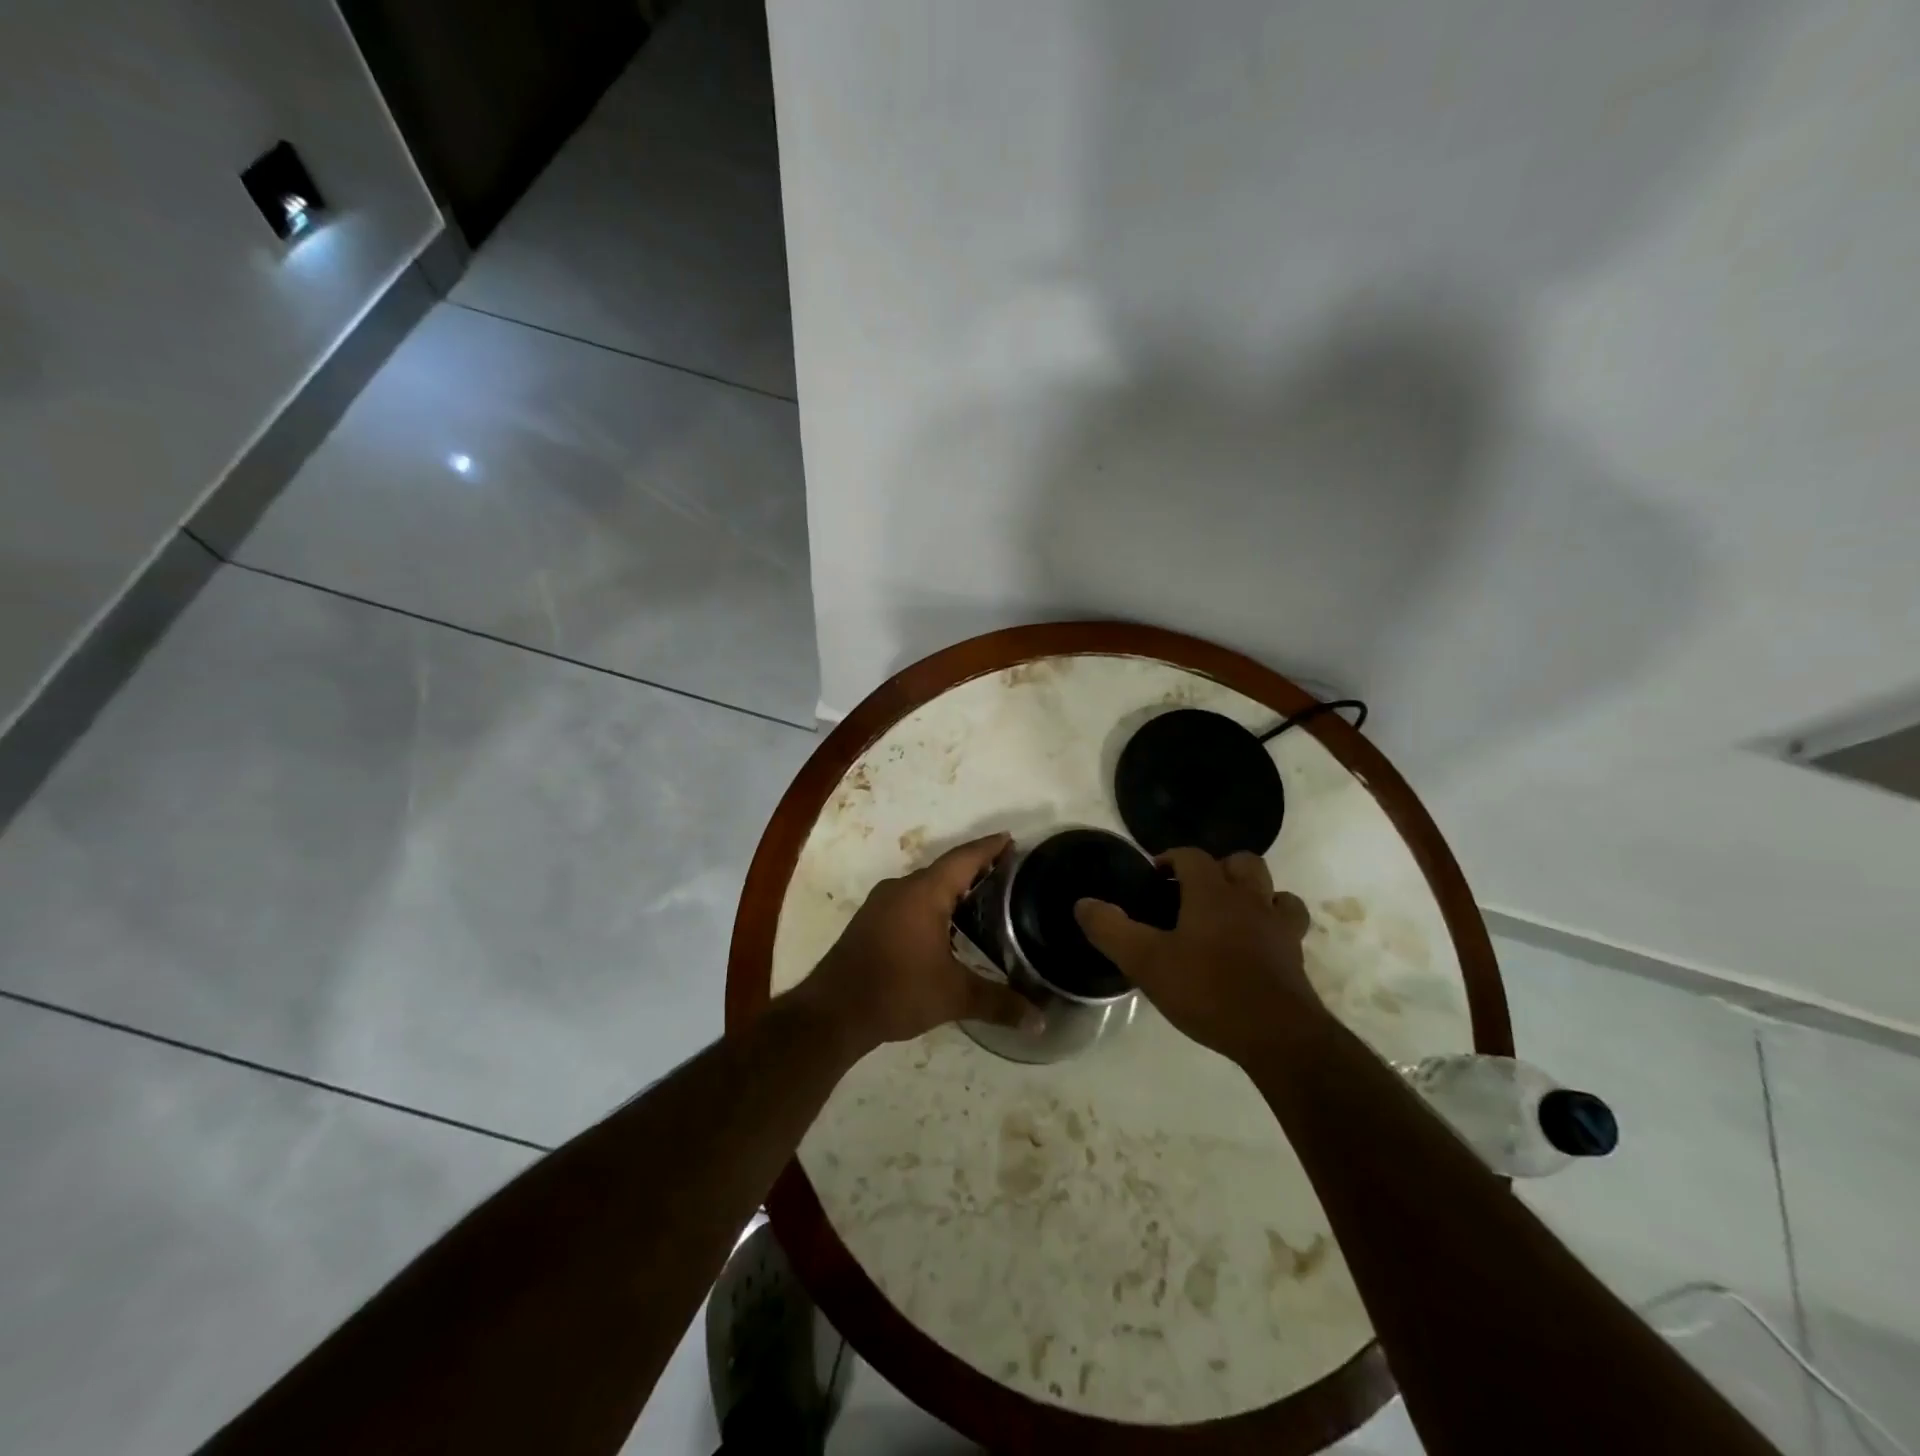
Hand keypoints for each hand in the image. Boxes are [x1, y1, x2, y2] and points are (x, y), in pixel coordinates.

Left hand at [802, 833, 1037, 1052]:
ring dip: (951, 888)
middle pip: (945, 869)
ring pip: (925, 886)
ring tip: (982, 899)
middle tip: (1006, 873)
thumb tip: (1040, 1020)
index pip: (964, 858)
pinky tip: (946, 927)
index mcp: (924, 893)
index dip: (989, 847)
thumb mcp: (954, 997)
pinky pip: (909, 901)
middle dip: (974, 868)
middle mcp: (901, 888)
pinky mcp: (870, 921)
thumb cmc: (897, 991)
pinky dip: (932, 904)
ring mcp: (881, 904)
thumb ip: (998, 1003)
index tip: (1012, 839)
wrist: (832, 1012)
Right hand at [1075, 847, 1319, 1064]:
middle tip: (1194, 892)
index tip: (1154, 875)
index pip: (1192, 856)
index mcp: (1212, 893)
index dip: (1171, 858)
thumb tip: (1083, 904)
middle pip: (1241, 862)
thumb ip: (1111, 930)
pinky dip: (1275, 923)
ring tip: (1231, 912)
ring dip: (1252, 892)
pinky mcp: (1295, 956)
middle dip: (1218, 868)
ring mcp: (1278, 926)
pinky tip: (1260, 941)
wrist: (1276, 1035)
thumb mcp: (1146, 962)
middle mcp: (1249, 899)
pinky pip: (1289, 924)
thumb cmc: (1207, 990)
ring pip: (1272, 889)